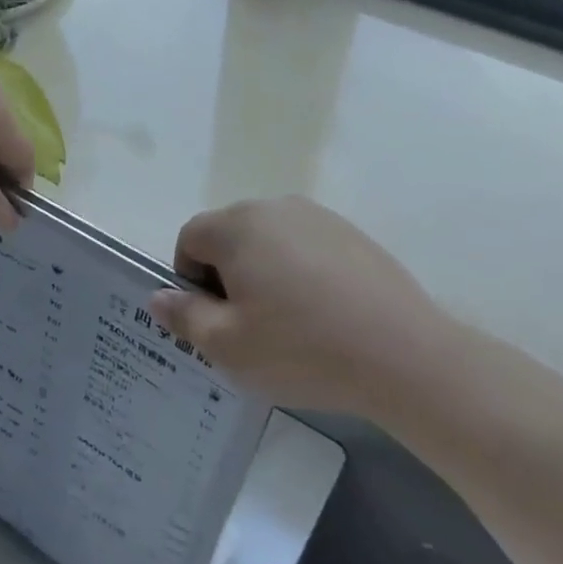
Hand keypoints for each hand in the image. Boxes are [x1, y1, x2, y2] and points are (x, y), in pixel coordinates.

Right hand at [148, 197, 450, 417]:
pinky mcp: (353, 235)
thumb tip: (159, 295)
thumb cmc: (301, 349)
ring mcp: (320, 218)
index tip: (214, 319)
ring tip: (288, 323)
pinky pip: (306, 248)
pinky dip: (300, 273)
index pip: (190, 238)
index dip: (190, 280)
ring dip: (264, 274)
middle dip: (227, 275)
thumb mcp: (226, 345)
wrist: (403, 355)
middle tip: (248, 326)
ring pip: (269, 242)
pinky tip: (323, 314)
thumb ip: (184, 315)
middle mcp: (277, 208)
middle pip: (230, 235)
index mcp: (239, 226)